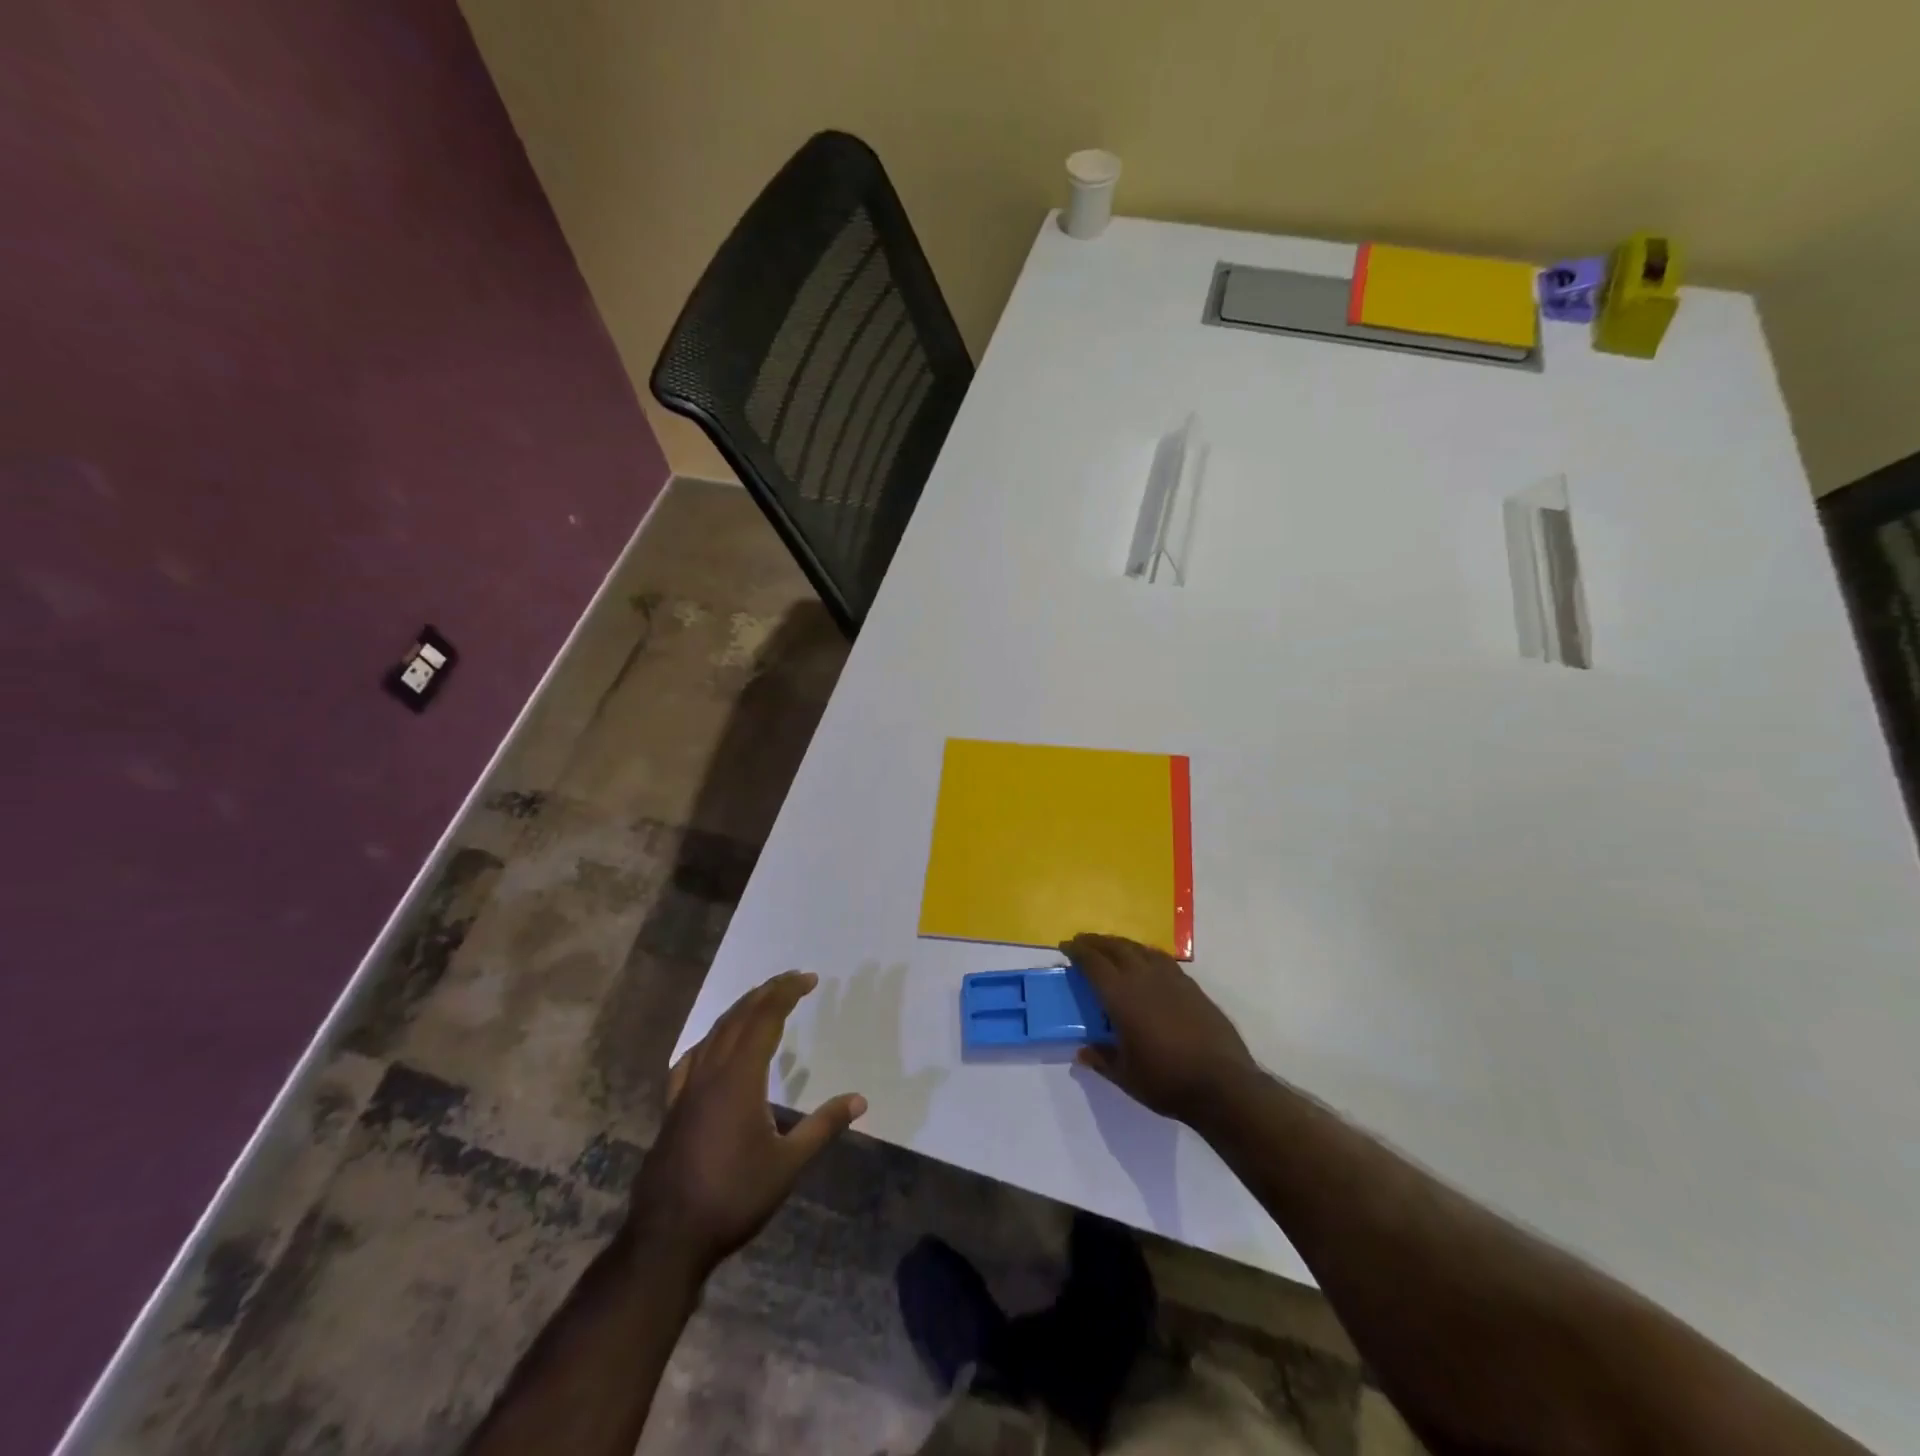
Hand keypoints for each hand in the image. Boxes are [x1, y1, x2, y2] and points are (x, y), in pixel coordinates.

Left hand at [626, 971, 865, 1278]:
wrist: (668, 1239)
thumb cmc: (733, 1198)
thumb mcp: (788, 1164)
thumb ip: (823, 1126)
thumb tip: (860, 1100)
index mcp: (740, 1078)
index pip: (765, 1019)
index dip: (787, 993)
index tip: (809, 978)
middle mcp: (711, 1073)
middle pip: (739, 1017)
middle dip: (767, 993)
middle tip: (793, 979)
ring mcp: (687, 1089)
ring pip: (714, 1033)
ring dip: (740, 1010)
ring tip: (762, 1000)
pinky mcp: (673, 1107)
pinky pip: (693, 1057)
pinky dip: (711, 1038)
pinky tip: (713, 1046)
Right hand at [1064, 933, 1258, 1127]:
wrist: (1224, 1084)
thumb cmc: (1168, 1081)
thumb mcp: (1126, 1077)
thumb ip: (1103, 1060)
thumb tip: (1083, 1052)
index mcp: (1122, 997)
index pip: (1094, 964)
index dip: (1077, 952)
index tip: (1066, 946)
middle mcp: (1144, 978)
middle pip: (1116, 948)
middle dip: (1096, 942)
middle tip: (1083, 941)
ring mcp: (1171, 979)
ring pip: (1140, 949)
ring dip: (1120, 943)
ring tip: (1111, 947)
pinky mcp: (1191, 986)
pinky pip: (1161, 958)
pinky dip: (1145, 953)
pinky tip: (1145, 961)